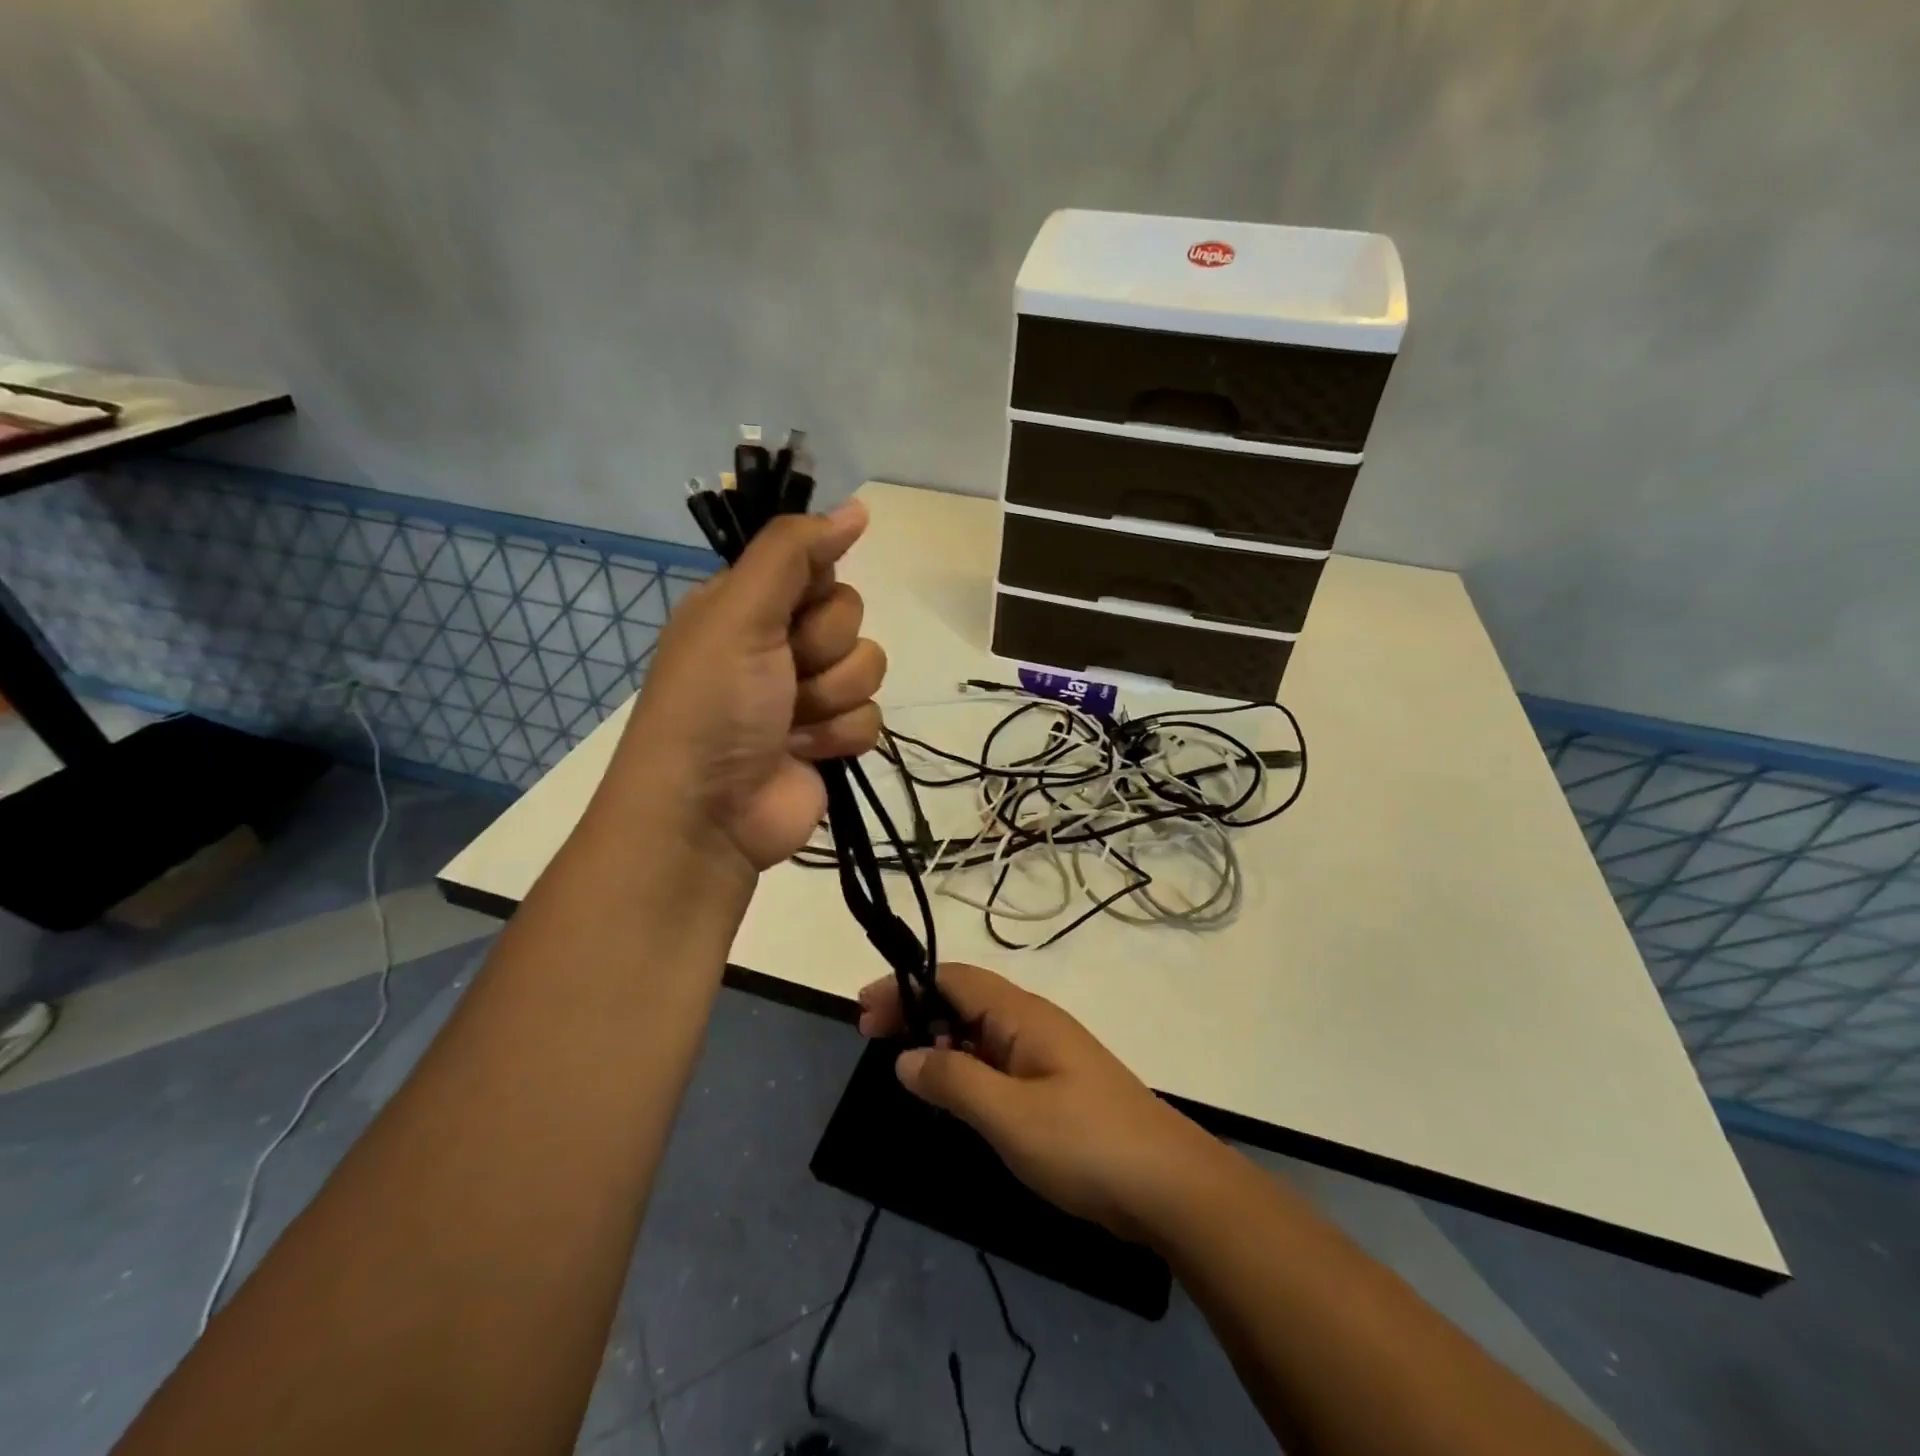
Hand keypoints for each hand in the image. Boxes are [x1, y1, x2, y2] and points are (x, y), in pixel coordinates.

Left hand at [606, 501, 885, 871]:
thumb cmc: (714, 704)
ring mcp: (807, 695)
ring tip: (789, 723)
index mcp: (748, 605)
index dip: (816, 590)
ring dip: (831, 698)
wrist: (708, 813)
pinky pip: (871, 718)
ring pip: (868, 668)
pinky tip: (804, 752)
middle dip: (821, 651)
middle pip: (850, 617)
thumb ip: (794, 552)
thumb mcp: (741, 612)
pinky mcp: (831, 740)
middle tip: (782, 676)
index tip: (790, 613)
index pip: (819, 568)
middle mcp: (778, 643)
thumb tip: (857, 506)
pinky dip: (839, 736)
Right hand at [857, 962, 1214, 1240]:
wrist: (1171, 1186)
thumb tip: (906, 1057)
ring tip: (904, 1067)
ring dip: (939, 1039)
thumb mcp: (1008, 1115)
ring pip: (980, 1031)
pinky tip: (953, 1095)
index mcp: (1021, 1014)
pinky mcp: (1057, 1086)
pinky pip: (997, 1061)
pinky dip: (965, 1066)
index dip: (906, 986)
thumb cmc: (1085, 1143)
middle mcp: (1033, 1022)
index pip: (953, 978)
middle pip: (964, 999)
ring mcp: (1047, 1054)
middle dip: (916, 1009)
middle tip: (872, 1037)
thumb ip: (953, 1082)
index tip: (864, 1012)